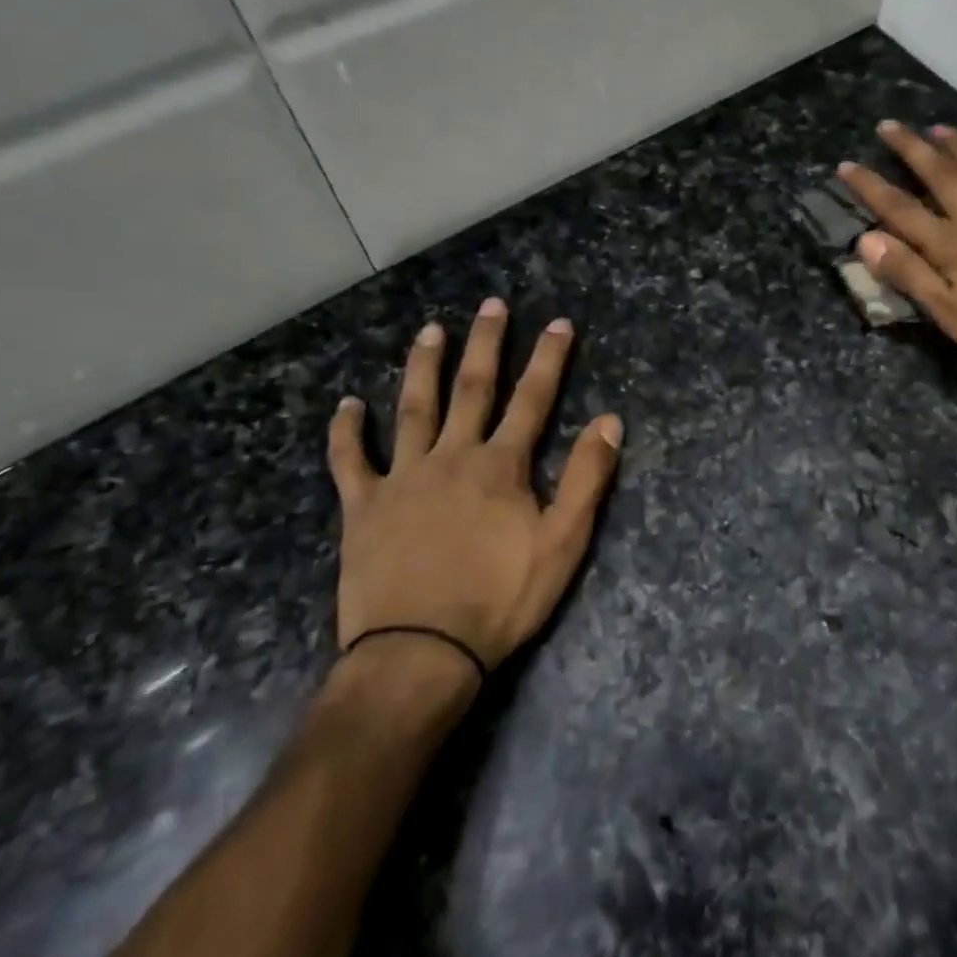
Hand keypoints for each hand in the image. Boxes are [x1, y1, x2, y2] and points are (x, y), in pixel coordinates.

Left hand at [326, 298, 623, 677]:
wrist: (421, 652)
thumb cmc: (501, 599)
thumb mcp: (563, 543)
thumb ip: (587, 479)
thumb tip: (610, 421)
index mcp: (500, 466)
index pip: (532, 400)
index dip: (548, 360)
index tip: (558, 323)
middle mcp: (451, 457)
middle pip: (471, 390)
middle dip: (486, 344)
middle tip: (491, 304)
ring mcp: (402, 479)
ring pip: (413, 410)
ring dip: (423, 368)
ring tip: (430, 330)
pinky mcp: (363, 507)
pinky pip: (349, 461)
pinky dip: (346, 432)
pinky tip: (346, 405)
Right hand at [838, 121, 956, 383]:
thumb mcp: (948, 312)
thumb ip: (909, 274)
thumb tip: (867, 239)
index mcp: (951, 245)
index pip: (900, 209)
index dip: (871, 186)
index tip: (846, 165)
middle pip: (941, 177)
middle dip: (912, 149)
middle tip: (890, 126)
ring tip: (940, 127)